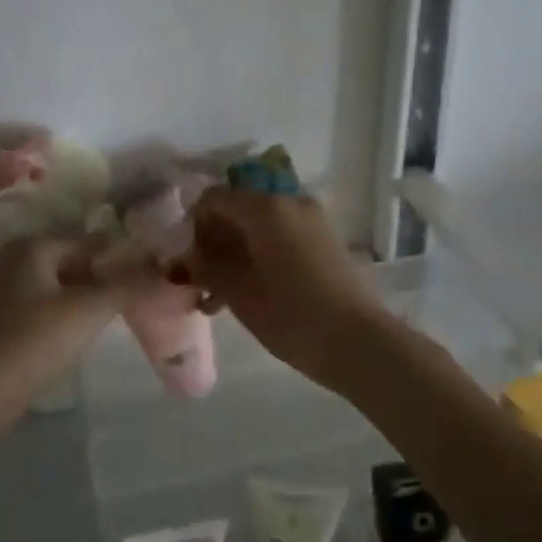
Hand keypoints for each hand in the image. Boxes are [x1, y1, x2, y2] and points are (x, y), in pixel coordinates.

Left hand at [0, 234, 151, 403]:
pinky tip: (74, 336)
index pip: (88, 240)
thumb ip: (128, 286)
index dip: (120, 255)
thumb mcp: (88, 310)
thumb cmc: (32, 341)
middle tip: (135, 296)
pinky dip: (59, 316)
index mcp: (32, 246)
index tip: (150, 272)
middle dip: (101, 277)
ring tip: (111, 317)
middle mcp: (11, 260)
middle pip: (69, 262)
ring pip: (53, 287)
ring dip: (81, 298)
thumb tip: (166, 271)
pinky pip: (37, 309)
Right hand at [182, 189, 386, 382]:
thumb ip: (206, 268)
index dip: (192, 225)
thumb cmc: (290, 314)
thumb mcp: (238, 292)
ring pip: (258, 228)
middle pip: (238, 210)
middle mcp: (289, 202)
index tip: (184, 260)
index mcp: (265, 207)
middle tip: (198, 280)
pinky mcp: (324, 242)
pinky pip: (280, 238)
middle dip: (213, 242)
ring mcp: (311, 221)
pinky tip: (245, 294)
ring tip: (216, 297)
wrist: (357, 342)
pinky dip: (259, 257)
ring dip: (234, 254)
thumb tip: (184, 260)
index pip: (214, 199)